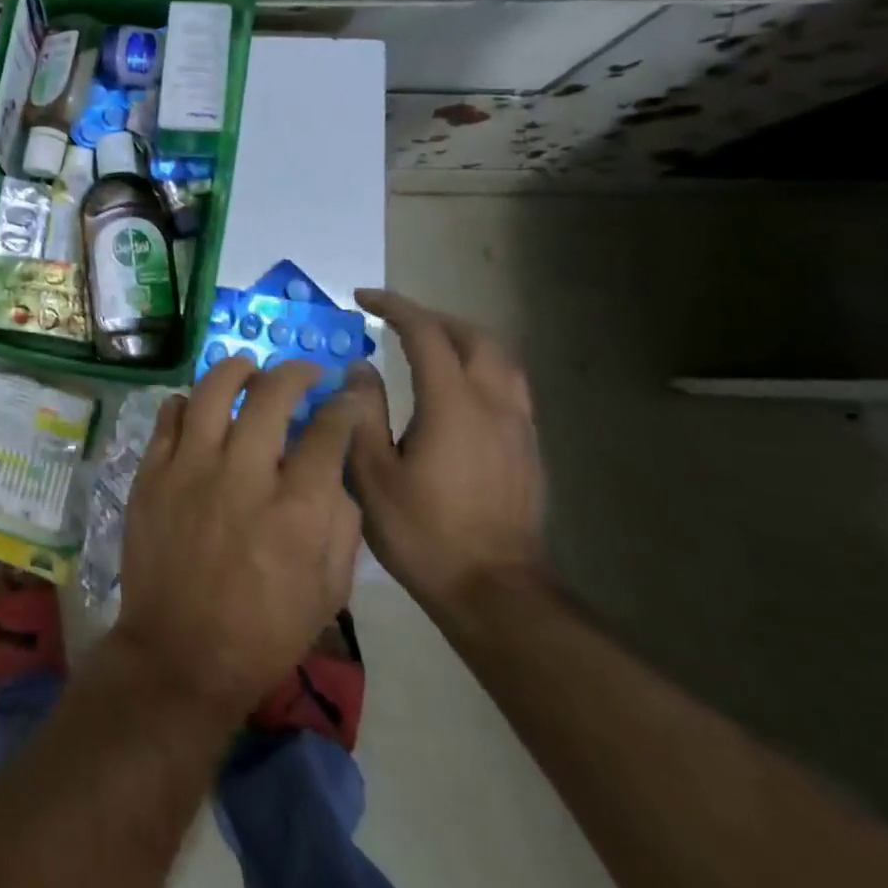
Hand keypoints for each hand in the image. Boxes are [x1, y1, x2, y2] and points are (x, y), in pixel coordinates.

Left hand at [114, 359, 366, 722]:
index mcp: (295, 511)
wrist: (180, 654)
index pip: (328, 432)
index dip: (343, 407)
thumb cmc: (264, 631)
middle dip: (295, 373)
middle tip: (303, 373)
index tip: (345, 398)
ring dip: (236, 371)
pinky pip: (169, 417)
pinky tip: (201, 409)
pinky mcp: (151, 474)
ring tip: (248, 370)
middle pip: (270, 396)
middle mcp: (242, 477)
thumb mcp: (329, 592)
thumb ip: (341, 522)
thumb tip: (333, 470)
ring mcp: (189, 470)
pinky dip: (189, 403)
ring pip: (212, 392)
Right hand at [347, 289, 546, 617]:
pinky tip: (457, 387)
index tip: (362, 298)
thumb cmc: (422, 532)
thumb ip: (362, 413)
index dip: (394, 308)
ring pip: (500, 358)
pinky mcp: (527, 448)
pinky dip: (480, 365)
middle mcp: (493, 404)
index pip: (426, 334)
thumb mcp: (371, 474)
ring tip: (427, 343)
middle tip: (394, 319)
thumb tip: (359, 368)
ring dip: (461, 338)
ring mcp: (518, 426)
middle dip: (432, 317)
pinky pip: (509, 384)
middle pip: (473, 337)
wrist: (492, 589)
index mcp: (452, 405)